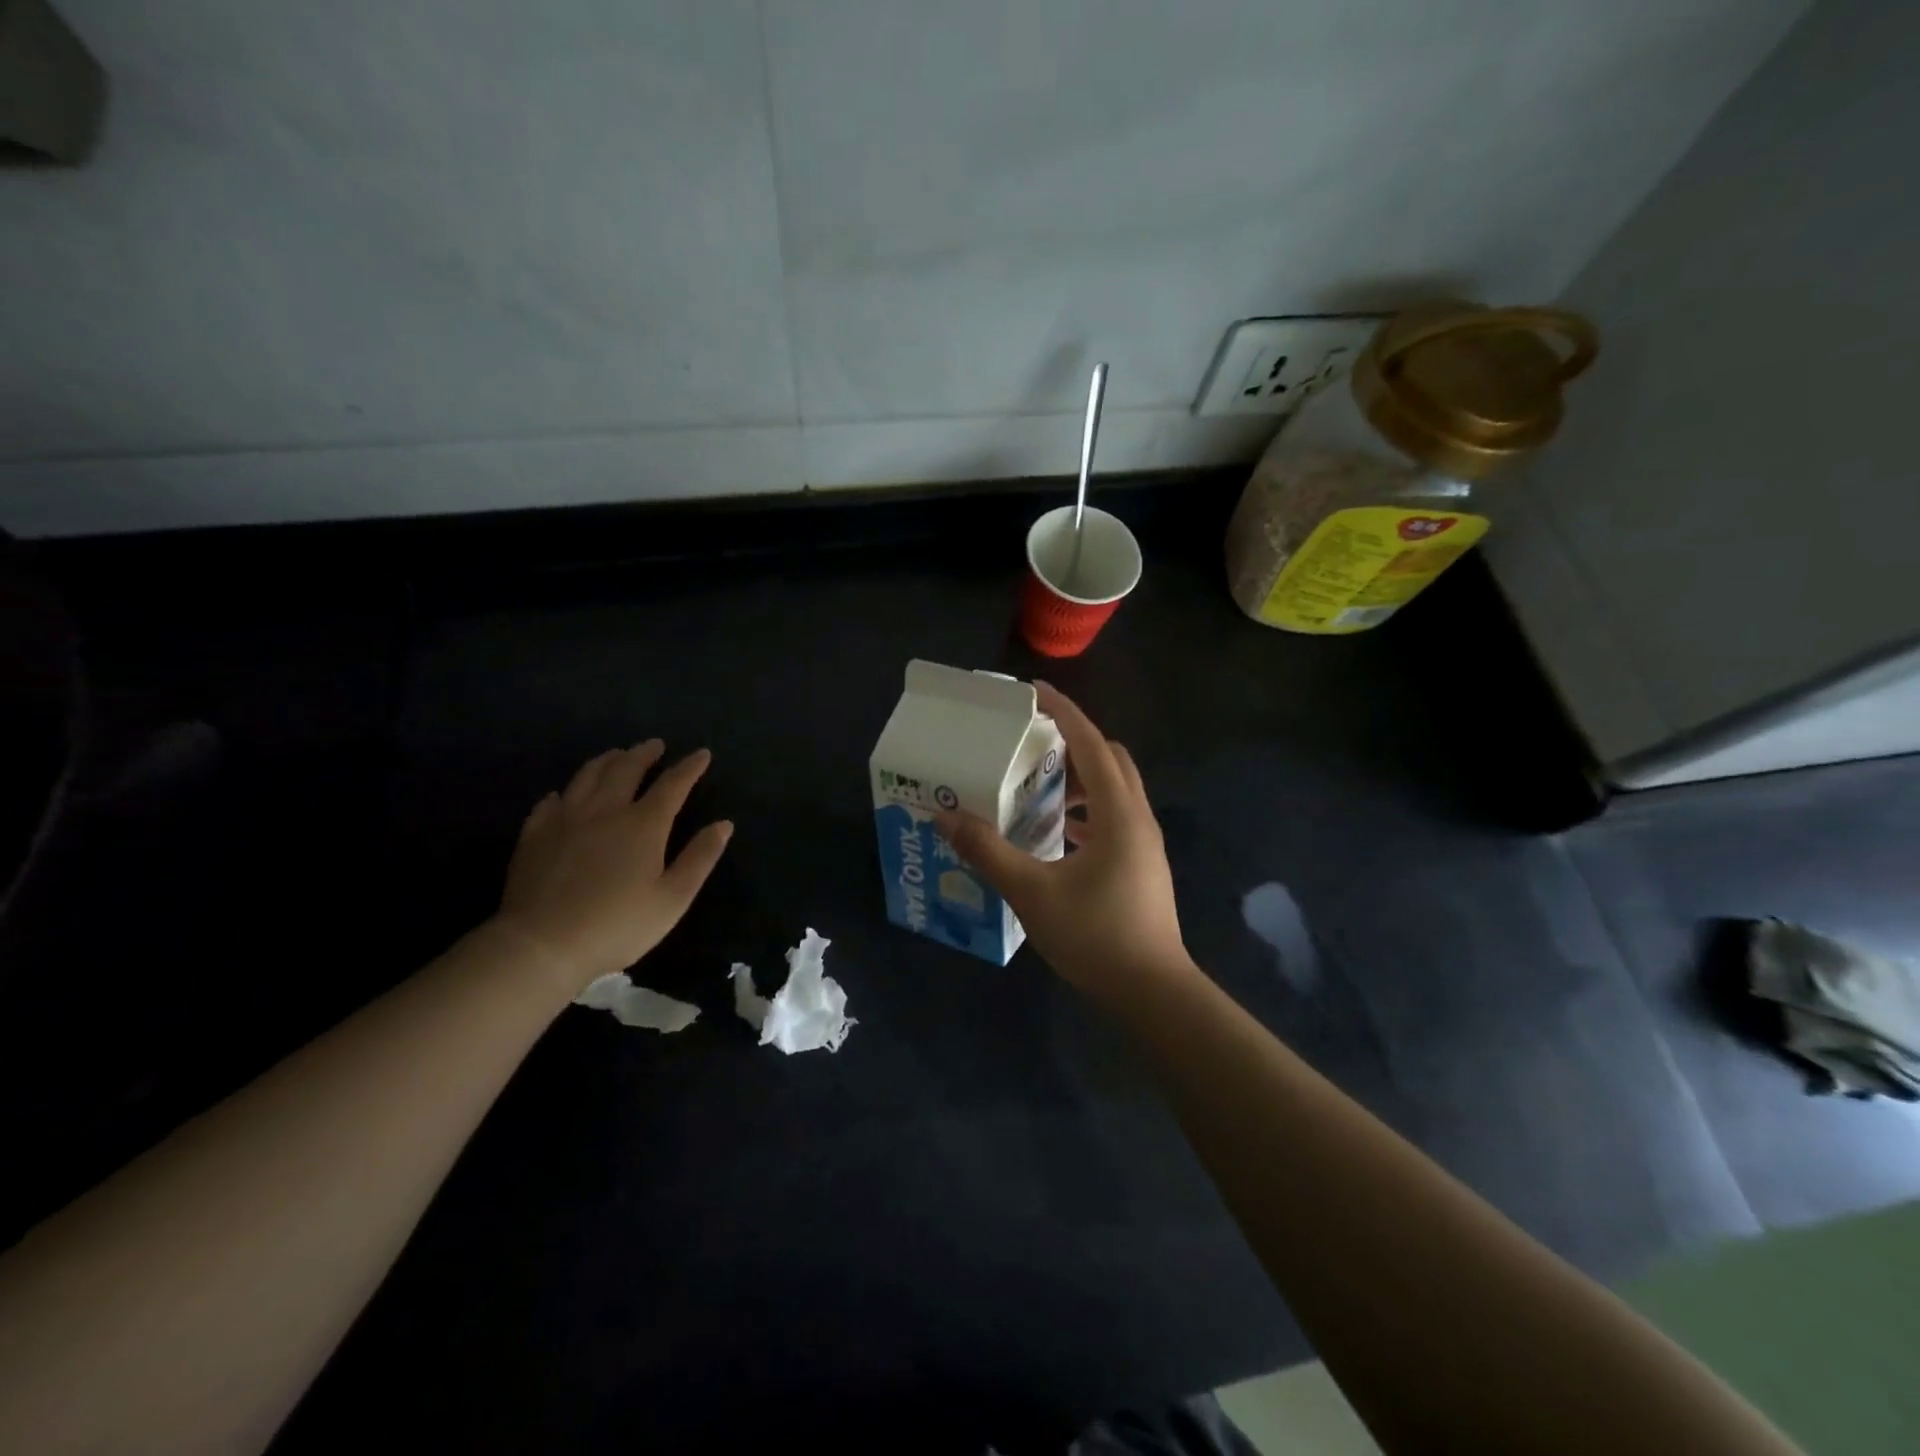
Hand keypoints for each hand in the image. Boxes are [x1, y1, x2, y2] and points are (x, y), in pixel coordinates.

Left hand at [494, 741, 732, 993]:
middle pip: (626, 769)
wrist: (542, 945)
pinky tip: (564, 795)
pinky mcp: (535, 835)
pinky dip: (564, 792)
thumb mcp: (673, 898)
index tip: (702, 754)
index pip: (672, 784)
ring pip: (587, 776)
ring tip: (617, 755)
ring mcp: (565, 819)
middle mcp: (605, 810)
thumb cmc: (618, 925)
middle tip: (655, 744)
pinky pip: (550, 802)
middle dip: (644, 753)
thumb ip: (700, 858)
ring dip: (606, 761)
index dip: (689, 767)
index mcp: (643, 824)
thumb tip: (724, 824)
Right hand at [936, 684, 1191, 995]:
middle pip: (1109, 759)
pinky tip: (1057, 834)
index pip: (1091, 743)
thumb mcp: (1032, 892)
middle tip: (1031, 745)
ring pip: (1114, 790)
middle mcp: (1138, 818)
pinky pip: (1114, 818)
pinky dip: (1086, 810)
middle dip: (1072, 743)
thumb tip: (945, 816)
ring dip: (1079, 779)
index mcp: (1118, 813)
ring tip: (1036, 788)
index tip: (1033, 692)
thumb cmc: (1096, 936)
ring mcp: (1144, 843)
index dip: (1063, 712)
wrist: (1153, 992)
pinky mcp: (1142, 865)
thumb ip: (988, 851)